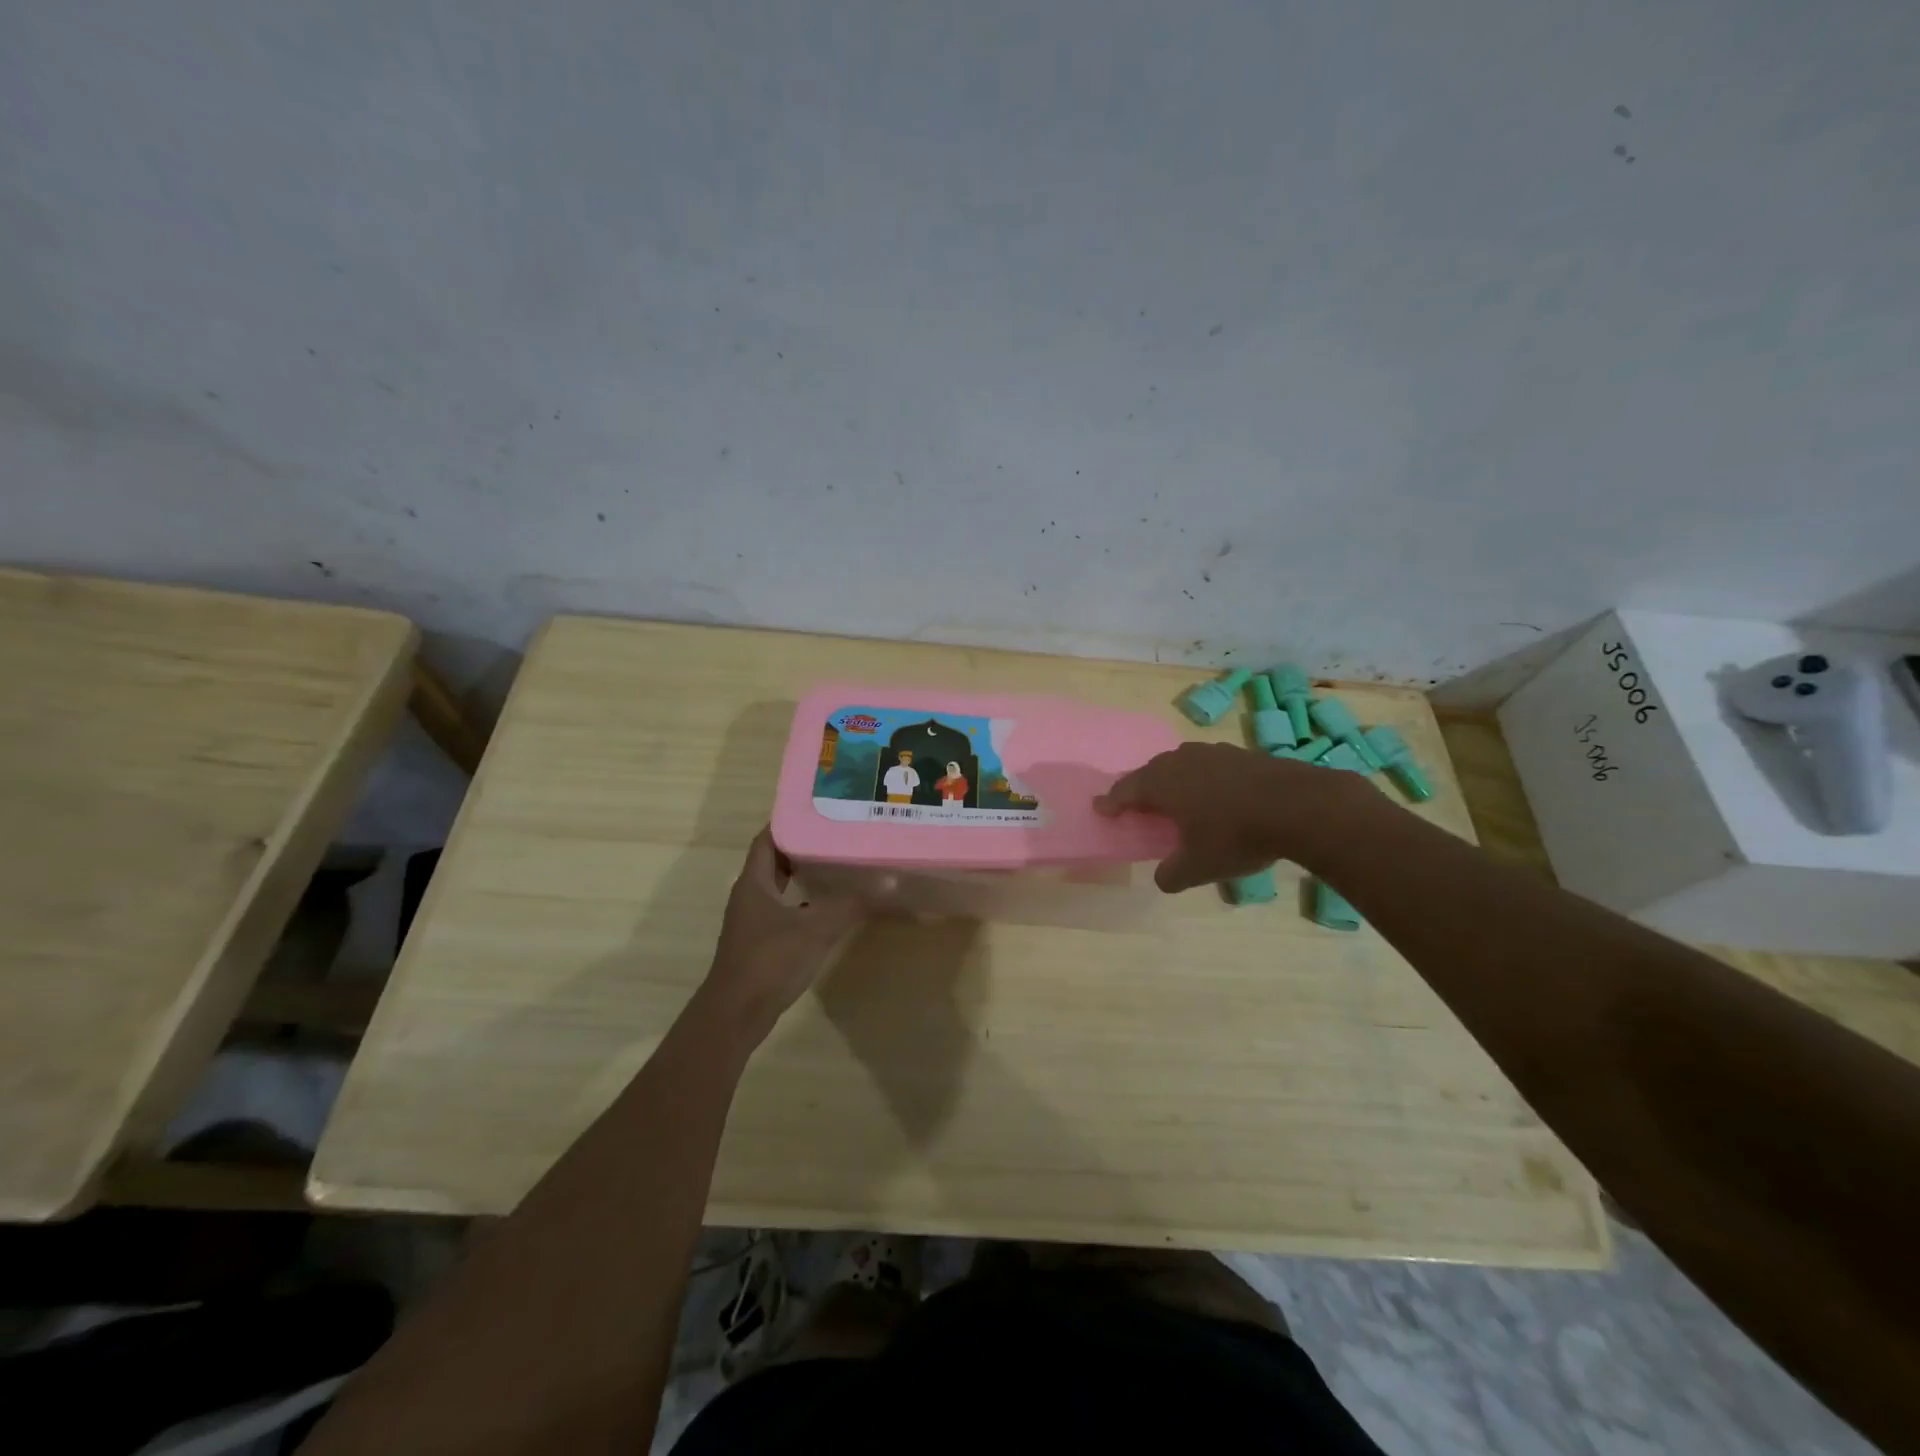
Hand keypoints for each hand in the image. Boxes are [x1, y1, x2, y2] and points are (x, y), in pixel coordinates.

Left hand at [698, 828, 863, 1040]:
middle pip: (773, 861)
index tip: (818, 811)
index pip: (767, 839)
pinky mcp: (759, 944)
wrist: (736, 1015)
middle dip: (801, 846)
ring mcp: (752, 922)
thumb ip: (852, 904)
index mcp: (753, 882)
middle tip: (835, 835)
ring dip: (801, 875)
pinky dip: (802, 903)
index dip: (788, 822)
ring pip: (778, 887)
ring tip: (836, 864)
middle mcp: (748, 896)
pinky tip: (827, 908)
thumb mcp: (816, 929)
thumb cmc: (769, 961)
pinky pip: (782, 910)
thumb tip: (890, 881)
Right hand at [1094, 741, 1352, 891]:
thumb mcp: (1198, 867)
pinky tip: (1215, 794)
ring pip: (1181, 764)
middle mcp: (1181, 761)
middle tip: (1137, 803)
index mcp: (1162, 784)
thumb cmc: (1237, 836)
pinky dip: (1202, 779)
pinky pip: (1208, 765)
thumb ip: (1171, 874)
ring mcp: (1213, 753)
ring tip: (1176, 798)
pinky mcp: (1241, 754)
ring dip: (1172, 779)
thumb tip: (1162, 878)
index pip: (1126, 790)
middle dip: (1141, 787)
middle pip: (1151, 772)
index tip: (1100, 807)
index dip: (1111, 802)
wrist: (1300, 806)